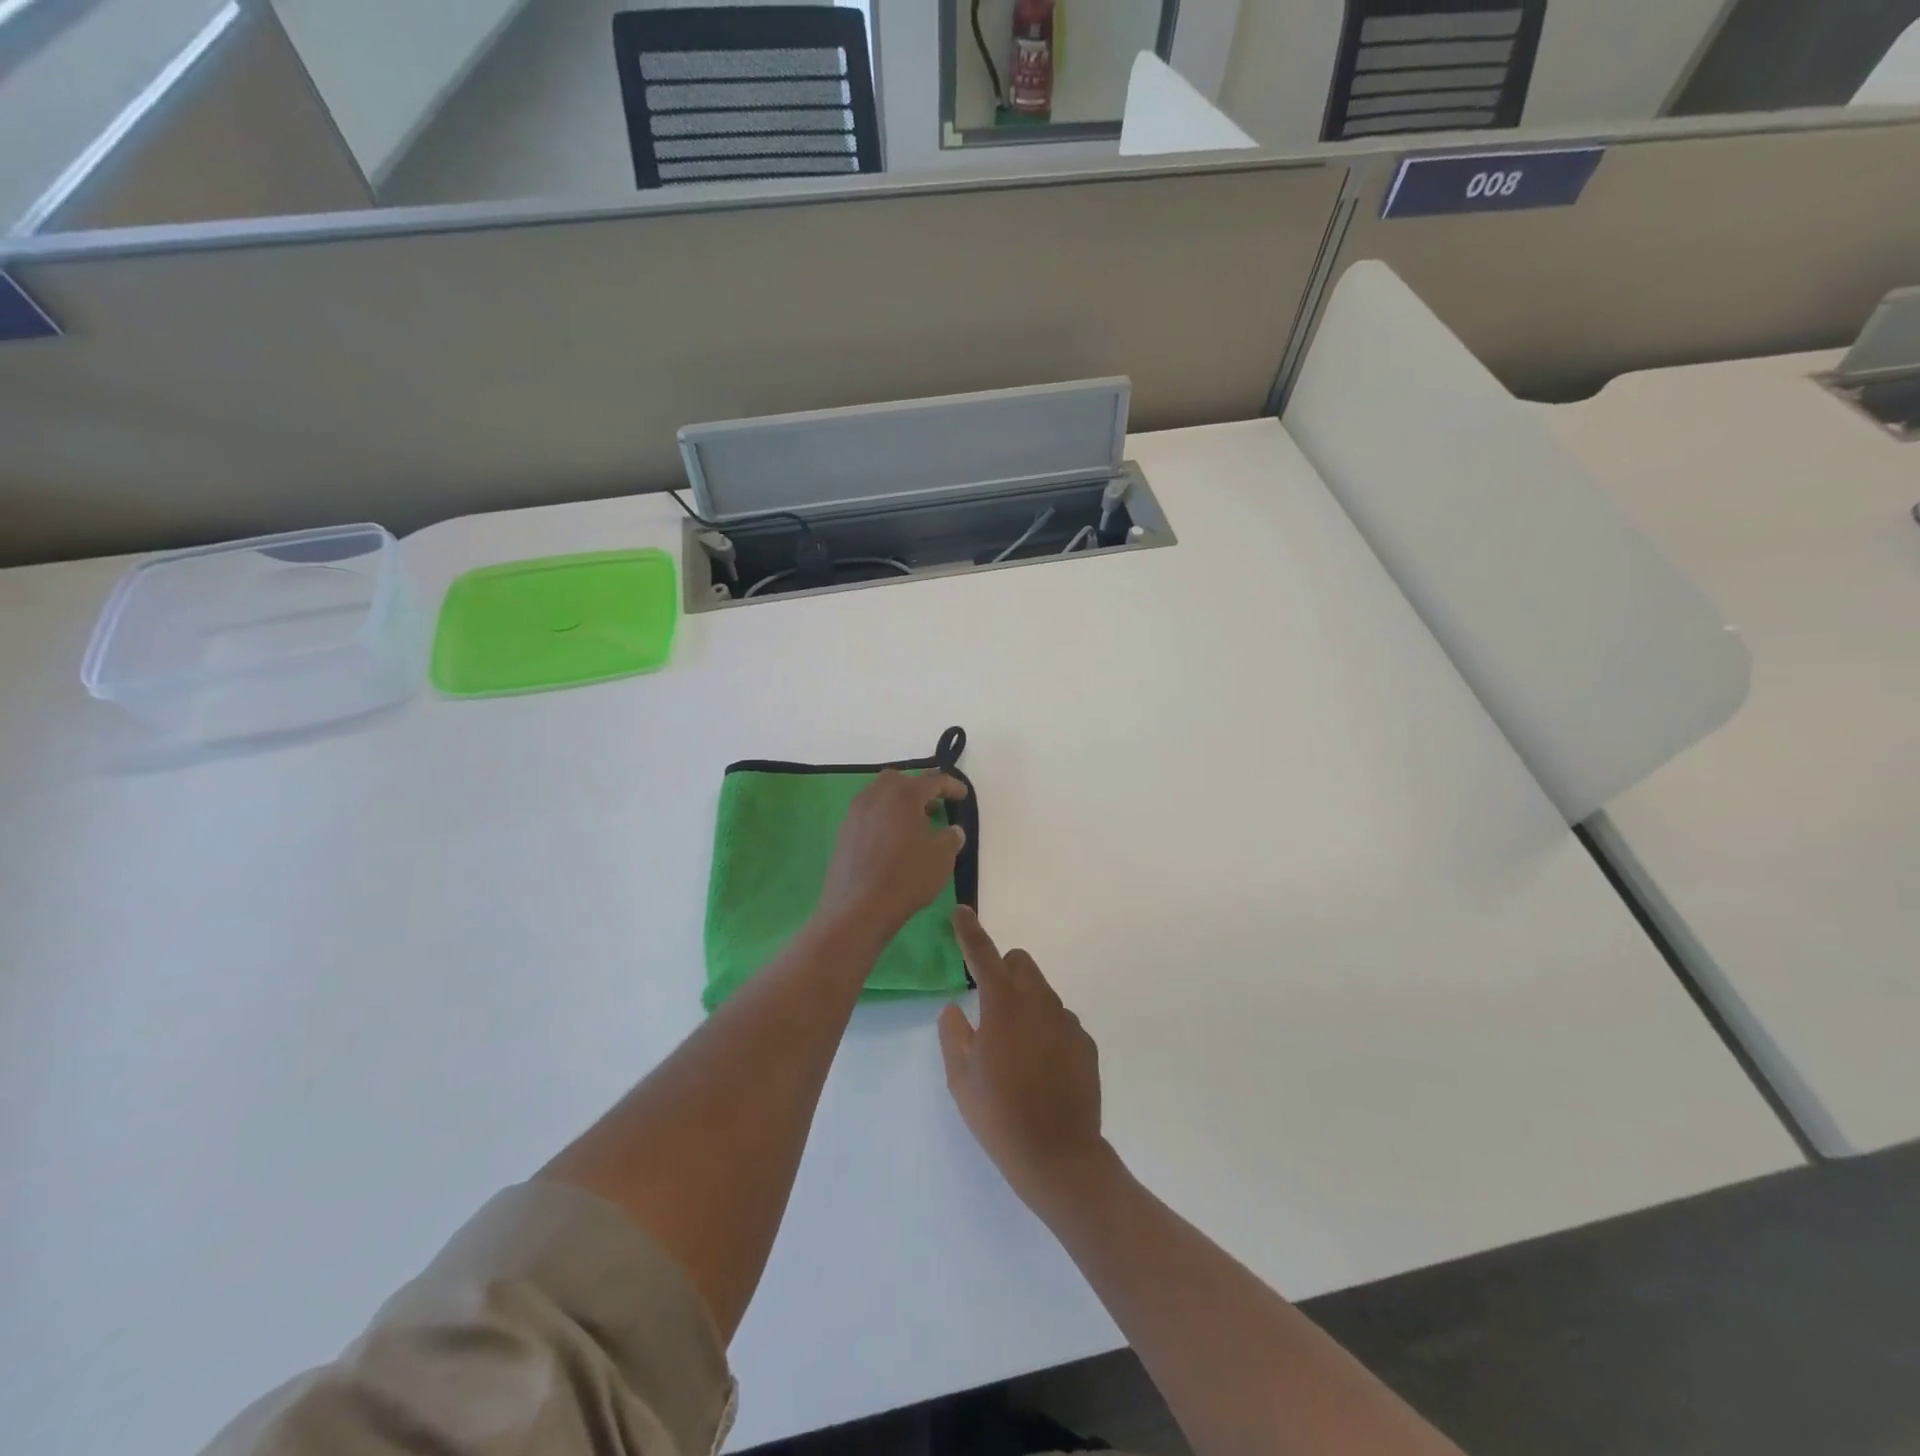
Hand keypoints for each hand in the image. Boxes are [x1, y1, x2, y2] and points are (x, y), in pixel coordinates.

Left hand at [816, 769, 967, 941]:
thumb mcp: (942, 857)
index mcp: (903, 795)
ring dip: (898, 804)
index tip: (963, 795)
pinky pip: (867, 816)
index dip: (951, 786)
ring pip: (879, 796)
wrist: (858, 908)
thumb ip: (950, 838)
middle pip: (899, 781)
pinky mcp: (843, 834)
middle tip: (932, 806)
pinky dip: (883, 820)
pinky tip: (891, 842)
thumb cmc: (907, 877)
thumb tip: (952, 830)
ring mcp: (855, 814)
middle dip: (918, 788)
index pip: (932, 780)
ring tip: (913, 825)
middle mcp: (875, 796)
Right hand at [939, 907, 1108, 1215]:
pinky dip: (1046, 1030)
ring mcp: (1067, 1021)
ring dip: (1025, 1003)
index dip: (970, 930)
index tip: (962, 911)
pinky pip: (1060, 1021)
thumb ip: (953, 1034)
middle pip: (1021, 962)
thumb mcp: (961, 1078)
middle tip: (990, 1007)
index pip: (983, 954)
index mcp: (1003, 1004)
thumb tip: (955, 1008)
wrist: (1059, 1157)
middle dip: (1004, 970)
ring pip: (1042, 992)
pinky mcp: (1085, 1043)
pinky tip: (1041, 1069)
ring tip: (1015, 1050)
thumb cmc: (999, 1115)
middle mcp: (1039, 1002)